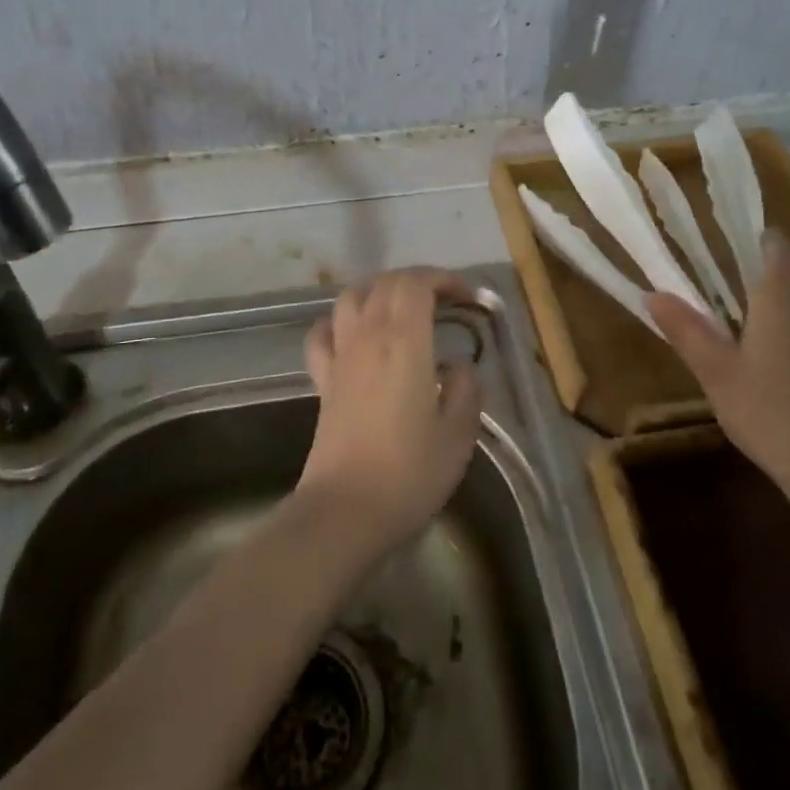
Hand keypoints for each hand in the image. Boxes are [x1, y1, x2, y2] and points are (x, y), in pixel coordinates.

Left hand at [298, 267, 483, 551]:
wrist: (345, 509)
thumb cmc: (409, 471)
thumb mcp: (459, 433)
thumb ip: (466, 388)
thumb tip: (457, 365)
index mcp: (404, 341)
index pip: (417, 283)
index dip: (443, 279)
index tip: (466, 298)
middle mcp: (367, 336)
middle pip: (386, 283)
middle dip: (417, 280)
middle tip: (444, 300)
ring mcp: (340, 356)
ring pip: (351, 297)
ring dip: (379, 291)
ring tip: (401, 308)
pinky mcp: (322, 380)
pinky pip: (323, 333)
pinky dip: (338, 321)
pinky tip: (352, 334)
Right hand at [646, 232, 789, 509]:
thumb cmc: (771, 411)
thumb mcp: (716, 372)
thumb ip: (686, 330)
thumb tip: (652, 294)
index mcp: (782, 295)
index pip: (777, 244)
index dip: (753, 239)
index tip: (722, 247)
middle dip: (779, 261)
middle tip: (739, 277)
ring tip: (752, 310)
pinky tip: (774, 348)